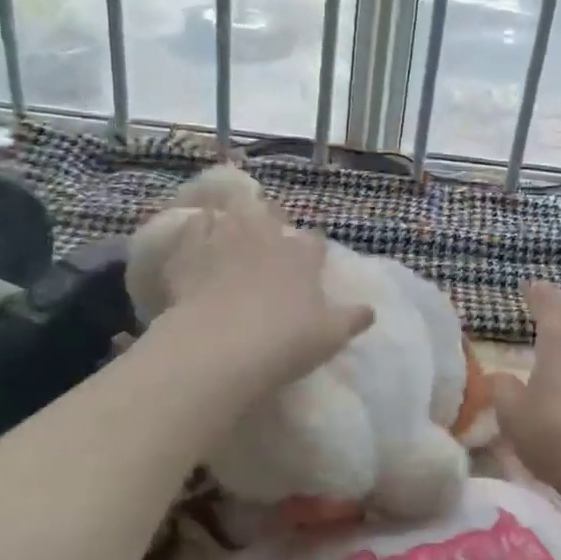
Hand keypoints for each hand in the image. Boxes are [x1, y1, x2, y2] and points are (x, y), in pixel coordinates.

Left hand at [151, 197, 373, 392]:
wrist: (221, 347)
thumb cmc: (285, 341)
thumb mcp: (330, 336)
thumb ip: (352, 319)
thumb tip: (370, 311)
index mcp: (302, 257)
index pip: (314, 240)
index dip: (313, 245)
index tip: (312, 253)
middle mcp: (266, 239)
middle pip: (271, 214)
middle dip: (271, 218)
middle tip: (268, 229)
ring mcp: (225, 240)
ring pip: (232, 212)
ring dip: (234, 217)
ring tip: (231, 225)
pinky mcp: (190, 252)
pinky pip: (193, 228)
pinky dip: (196, 229)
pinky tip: (195, 237)